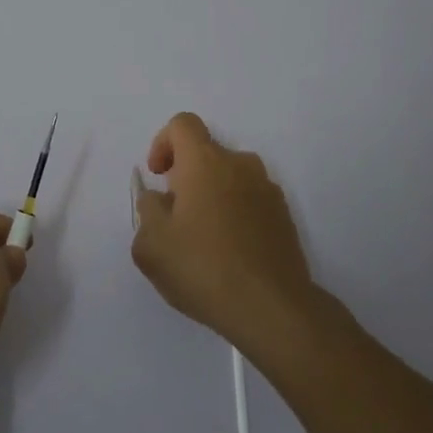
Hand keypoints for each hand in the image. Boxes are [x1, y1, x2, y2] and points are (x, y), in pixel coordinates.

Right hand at [132, 112, 316, 354]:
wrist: (273, 308)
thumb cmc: (203, 268)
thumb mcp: (152, 245)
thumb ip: (148, 210)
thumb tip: (158, 199)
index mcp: (205, 162)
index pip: (182, 124)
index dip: (163, 143)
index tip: (158, 177)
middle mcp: (240, 165)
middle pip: (207, 153)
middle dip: (186, 176)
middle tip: (175, 216)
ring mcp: (268, 190)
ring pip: (230, 178)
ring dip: (212, 196)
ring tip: (203, 239)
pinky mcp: (284, 217)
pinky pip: (250, 201)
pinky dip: (235, 214)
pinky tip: (229, 253)